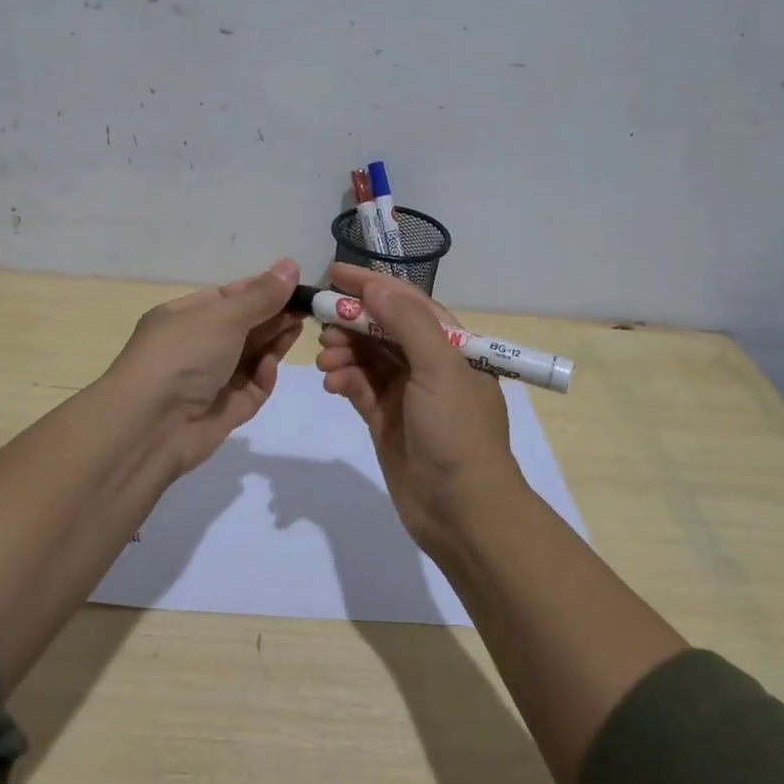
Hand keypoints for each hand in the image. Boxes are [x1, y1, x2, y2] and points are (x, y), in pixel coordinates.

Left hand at [104, 258, 304, 476]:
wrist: (149, 427)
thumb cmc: (182, 356)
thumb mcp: (223, 316)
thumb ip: (262, 296)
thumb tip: (291, 266)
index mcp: (184, 316)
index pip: (230, 297)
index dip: (263, 290)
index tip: (297, 286)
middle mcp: (195, 346)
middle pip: (244, 326)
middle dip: (274, 316)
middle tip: (309, 309)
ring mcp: (209, 380)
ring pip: (251, 357)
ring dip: (274, 343)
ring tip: (299, 330)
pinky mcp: (223, 412)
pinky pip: (251, 389)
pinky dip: (263, 377)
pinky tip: (271, 367)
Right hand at [314, 262, 527, 550]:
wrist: (461, 510)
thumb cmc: (457, 431)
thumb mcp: (440, 368)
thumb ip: (407, 323)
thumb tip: (374, 286)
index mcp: (451, 344)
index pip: (407, 301)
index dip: (371, 284)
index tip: (333, 273)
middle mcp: (428, 363)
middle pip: (382, 328)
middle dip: (351, 322)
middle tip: (322, 325)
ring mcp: (406, 392)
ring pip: (367, 356)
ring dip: (344, 352)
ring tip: (326, 361)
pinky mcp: (385, 418)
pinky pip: (359, 387)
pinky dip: (344, 380)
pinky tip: (332, 384)